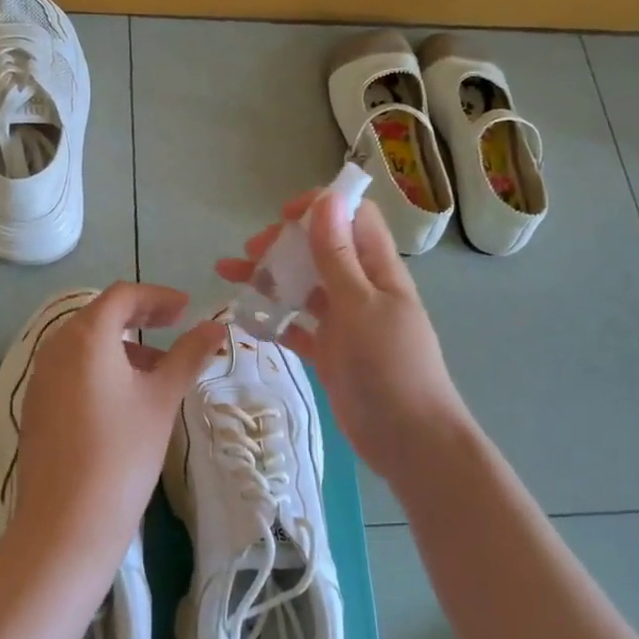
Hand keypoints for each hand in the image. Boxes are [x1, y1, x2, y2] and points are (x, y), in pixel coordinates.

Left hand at [12, 283, 225, 568]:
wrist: (66, 523)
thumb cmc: (122, 452)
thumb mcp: (162, 399)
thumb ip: (189, 355)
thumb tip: (217, 327)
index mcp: (85, 336)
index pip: (122, 295)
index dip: (157, 296)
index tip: (187, 310)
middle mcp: (55, 347)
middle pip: (100, 315)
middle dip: (140, 317)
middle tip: (175, 326)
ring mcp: (40, 378)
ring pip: (84, 343)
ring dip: (122, 344)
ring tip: (158, 369)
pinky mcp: (36, 406)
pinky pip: (71, 368)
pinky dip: (101, 367)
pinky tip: (125, 397)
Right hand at [216, 191, 477, 484]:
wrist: (409, 440)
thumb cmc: (391, 366)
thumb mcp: (360, 305)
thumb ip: (337, 255)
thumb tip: (326, 198)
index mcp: (378, 269)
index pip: (352, 218)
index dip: (320, 208)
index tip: (282, 217)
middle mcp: (360, 288)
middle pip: (320, 249)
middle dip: (283, 244)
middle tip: (248, 255)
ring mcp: (344, 321)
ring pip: (303, 286)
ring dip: (270, 278)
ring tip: (229, 276)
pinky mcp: (330, 352)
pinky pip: (296, 326)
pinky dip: (274, 319)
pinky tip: (245, 319)